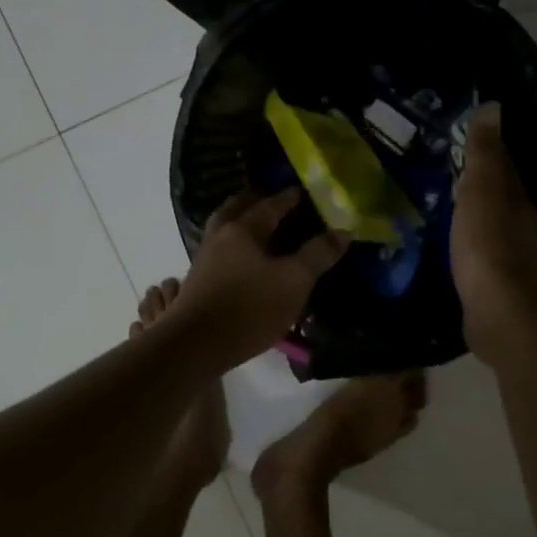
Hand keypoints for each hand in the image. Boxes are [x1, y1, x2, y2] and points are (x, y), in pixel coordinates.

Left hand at [173, 189, 349, 368]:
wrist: (194, 346)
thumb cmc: (249, 308)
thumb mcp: (294, 281)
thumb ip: (318, 255)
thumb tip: (342, 231)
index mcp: (243, 230)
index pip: (269, 205)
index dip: (288, 198)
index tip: (301, 190)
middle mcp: (219, 238)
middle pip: (235, 209)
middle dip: (253, 201)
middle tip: (270, 199)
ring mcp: (204, 261)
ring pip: (221, 230)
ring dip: (237, 223)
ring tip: (256, 228)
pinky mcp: (196, 284)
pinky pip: (218, 252)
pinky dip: (228, 249)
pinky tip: (236, 261)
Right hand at [452, 104, 536, 355]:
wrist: (496, 307)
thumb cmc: (485, 241)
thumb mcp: (481, 188)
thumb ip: (485, 151)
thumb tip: (494, 106)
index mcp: (518, 197)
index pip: (504, 164)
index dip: (486, 150)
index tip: (460, 140)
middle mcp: (522, 222)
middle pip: (500, 193)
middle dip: (479, 181)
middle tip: (446, 171)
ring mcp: (512, 253)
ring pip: (492, 220)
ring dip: (474, 211)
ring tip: (445, 204)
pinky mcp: (498, 279)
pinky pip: (483, 248)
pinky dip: (470, 239)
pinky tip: (453, 242)